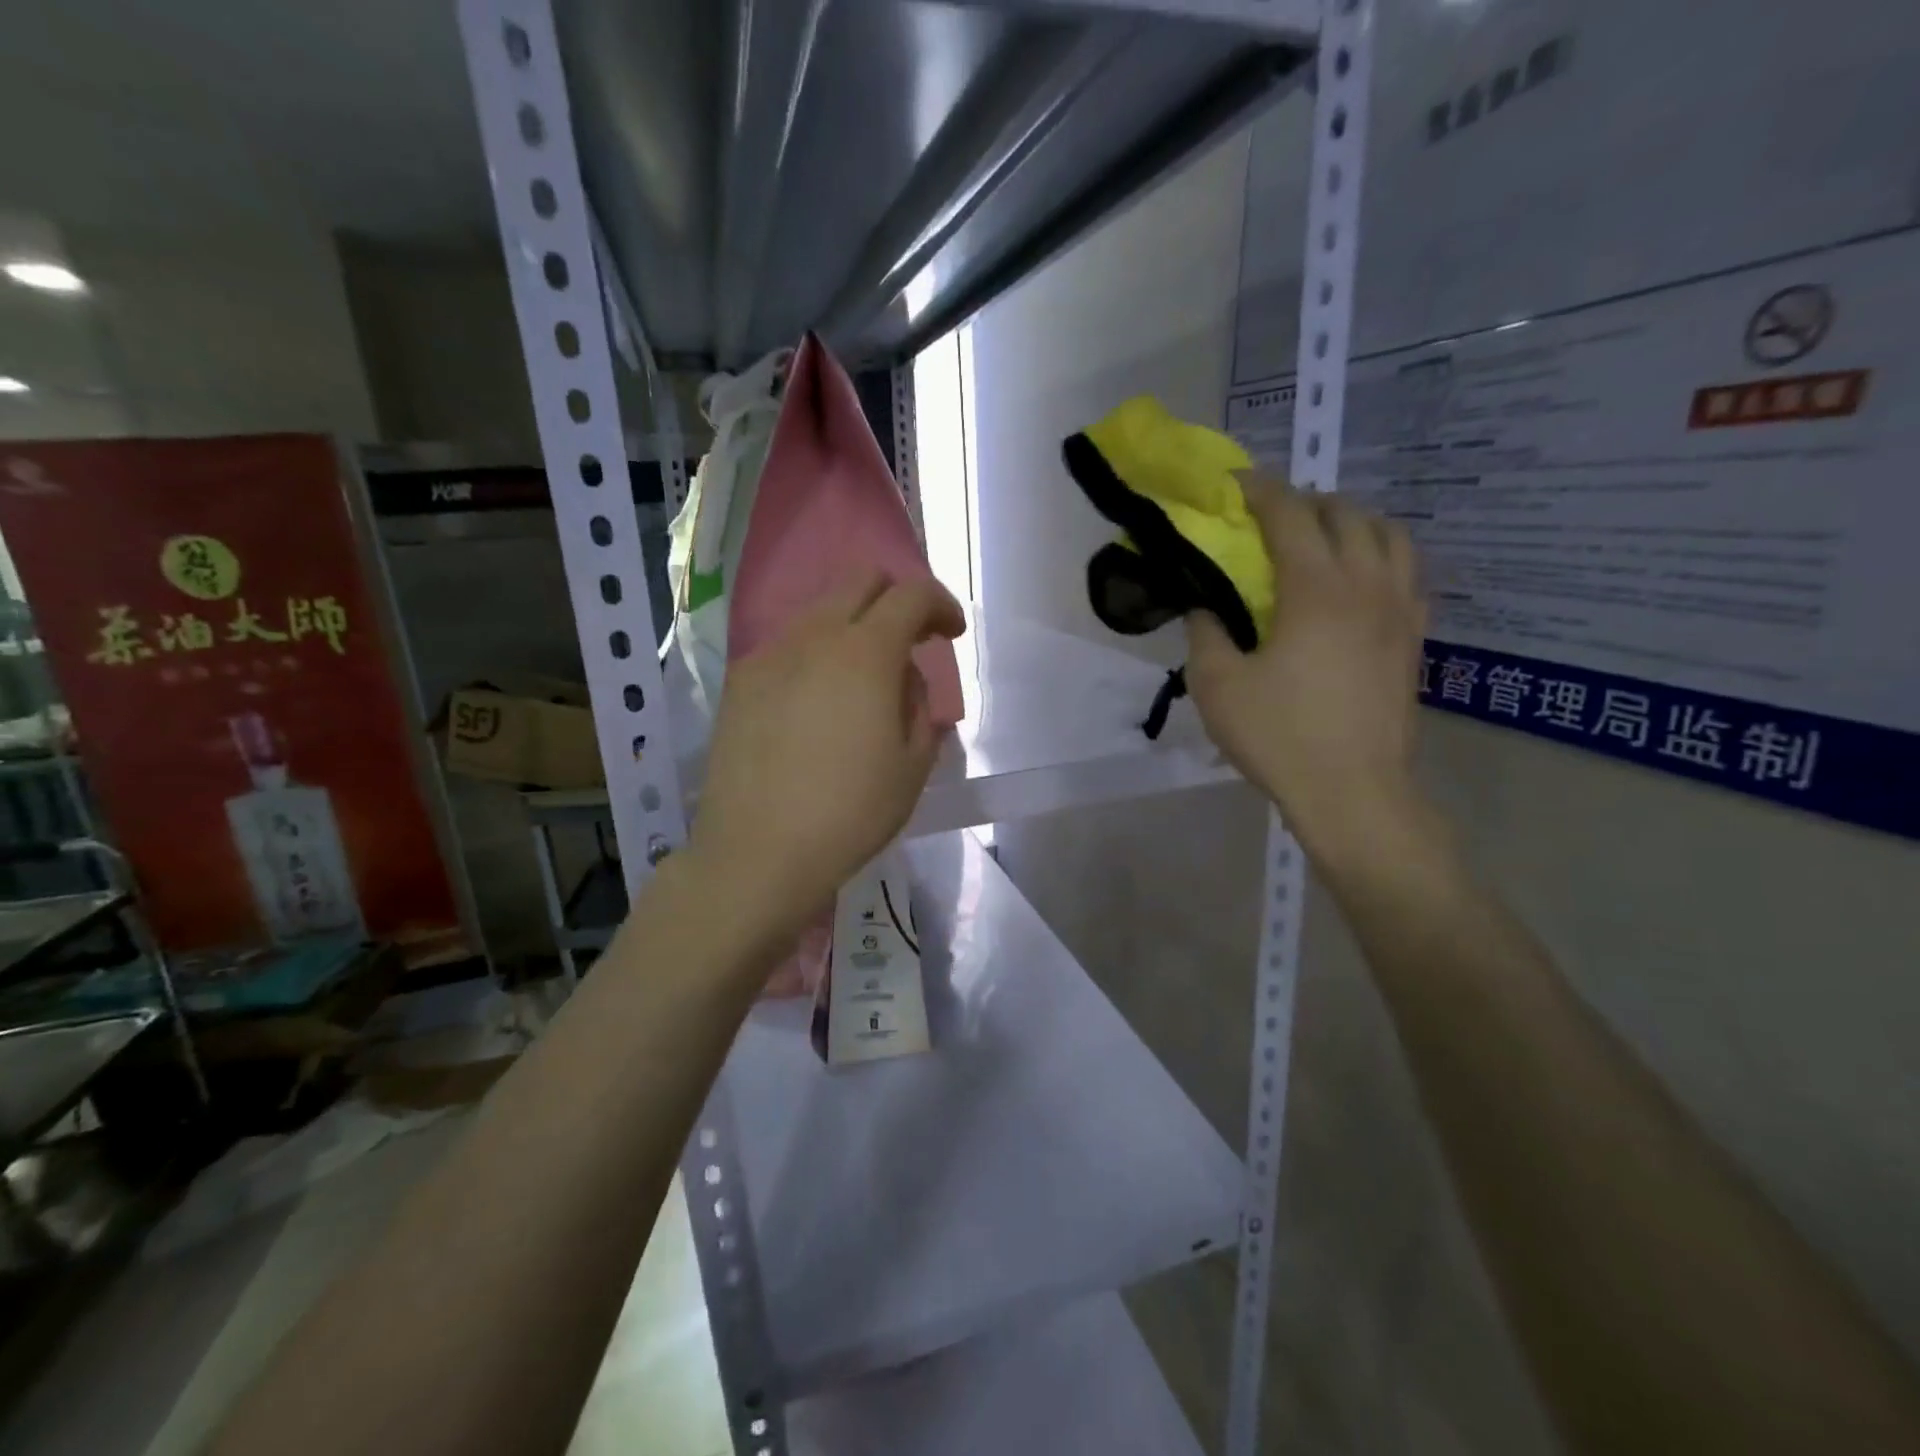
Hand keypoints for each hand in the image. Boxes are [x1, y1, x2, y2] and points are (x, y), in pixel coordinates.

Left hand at [690, 571, 965, 922]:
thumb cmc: (851, 813)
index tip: (952, 634)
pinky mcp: (740, 682)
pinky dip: (816, 654)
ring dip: (853, 627)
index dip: (941, 605)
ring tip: (862, 680)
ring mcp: (770, 655)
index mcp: (865, 653)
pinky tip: (817, 702)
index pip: (911, 595)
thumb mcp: (913, 765)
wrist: (758, 852)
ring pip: (820, 611)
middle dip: (896, 599)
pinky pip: (788, 645)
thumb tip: (903, 679)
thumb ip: (918, 705)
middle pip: (860, 582)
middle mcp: (814, 637)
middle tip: (911, 642)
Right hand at [1185, 475, 1426, 863]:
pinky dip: (1382, 559)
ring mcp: (1400, 611)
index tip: (1237, 481)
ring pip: (1391, 537)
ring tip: (1325, 537)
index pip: (1290, 516)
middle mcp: (1367, 586)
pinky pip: (1408, 576)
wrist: (1353, 791)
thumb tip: (1205, 607)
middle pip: (1347, 515)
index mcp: (1316, 589)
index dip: (1261, 490)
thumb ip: (1206, 634)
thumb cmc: (1279, 736)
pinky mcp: (1415, 640)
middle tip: (1275, 514)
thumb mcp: (1218, 686)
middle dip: (1308, 501)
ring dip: (1354, 522)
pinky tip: (1362, 583)